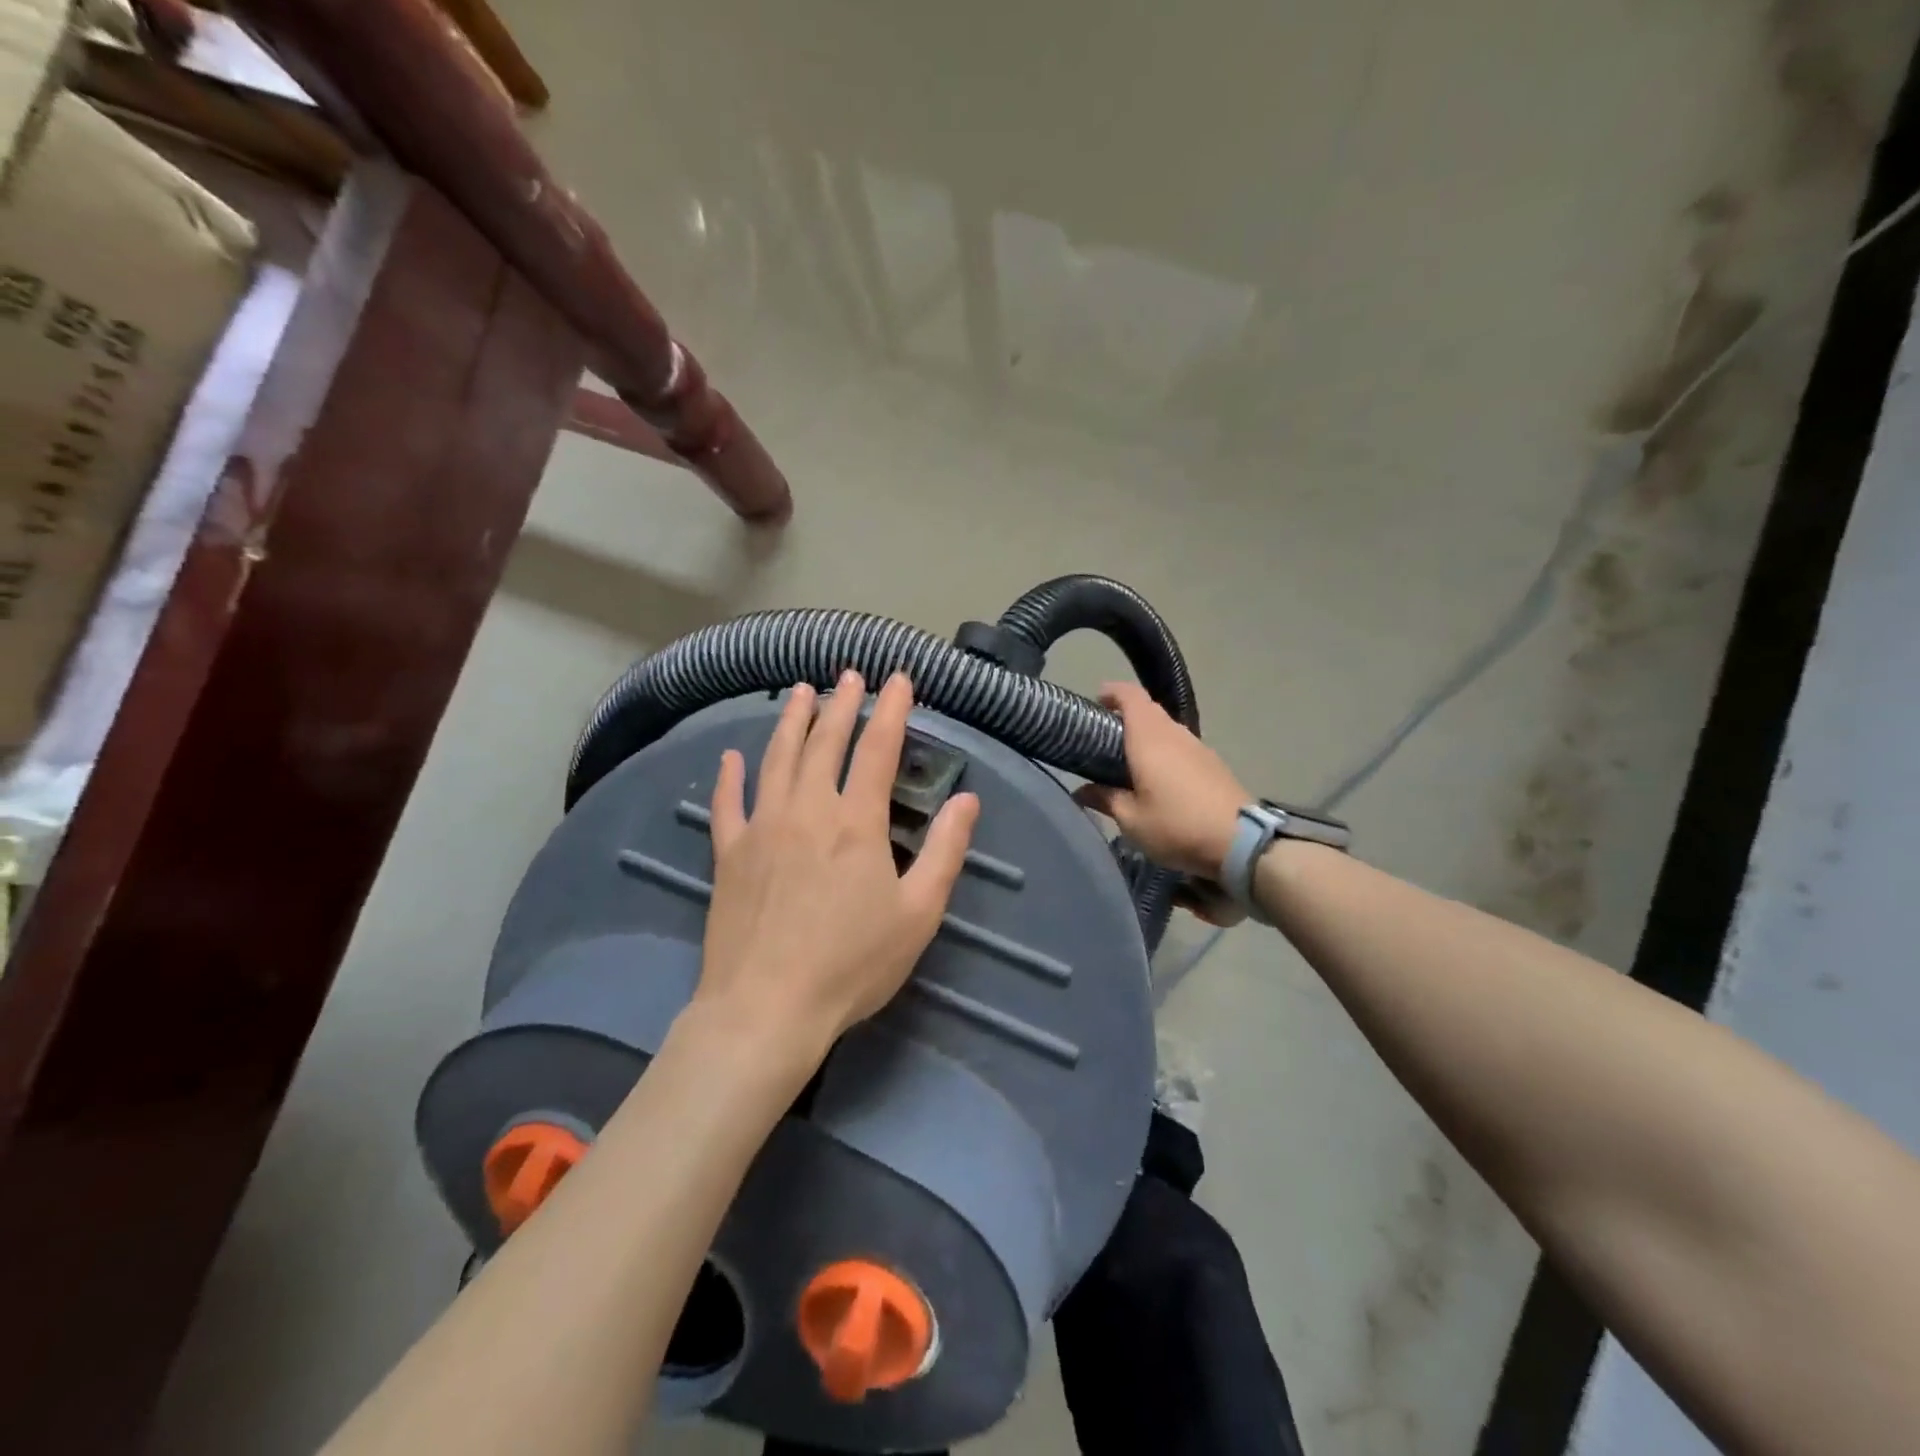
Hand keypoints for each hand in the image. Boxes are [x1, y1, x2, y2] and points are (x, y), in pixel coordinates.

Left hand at [697, 671, 979, 1061]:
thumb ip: (946, 852)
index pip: (877, 749)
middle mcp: (807, 809)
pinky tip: (730, 755)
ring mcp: (761, 827)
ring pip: (777, 758)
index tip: (898, 678)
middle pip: (824, 742)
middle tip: (849, 675)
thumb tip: (967, 800)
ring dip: (791, 721)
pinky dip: (728, 775)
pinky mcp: (728, 853)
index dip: (891, 709)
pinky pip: (727, 802)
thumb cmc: (852, 964)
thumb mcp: (918, 914)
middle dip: (841, 704)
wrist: (766, 1008)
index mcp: (856, 822)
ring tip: (801, 691)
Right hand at [1073, 681, 1248, 881]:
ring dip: (1147, 736)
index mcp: (1150, 738)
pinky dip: (1164, 752)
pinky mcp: (1213, 764)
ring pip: (1166, 728)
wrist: (1241, 843)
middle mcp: (1175, 734)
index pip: (1130, 696)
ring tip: (1129, 761)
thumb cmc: (1176, 825)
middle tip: (1104, 739)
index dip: (1112, 692)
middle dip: (1125, 716)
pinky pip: (1181, 746)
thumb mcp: (1131, 820)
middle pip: (1148, 710)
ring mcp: (1198, 747)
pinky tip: (1158, 779)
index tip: (1095, 702)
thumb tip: (1081, 791)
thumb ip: (1104, 799)